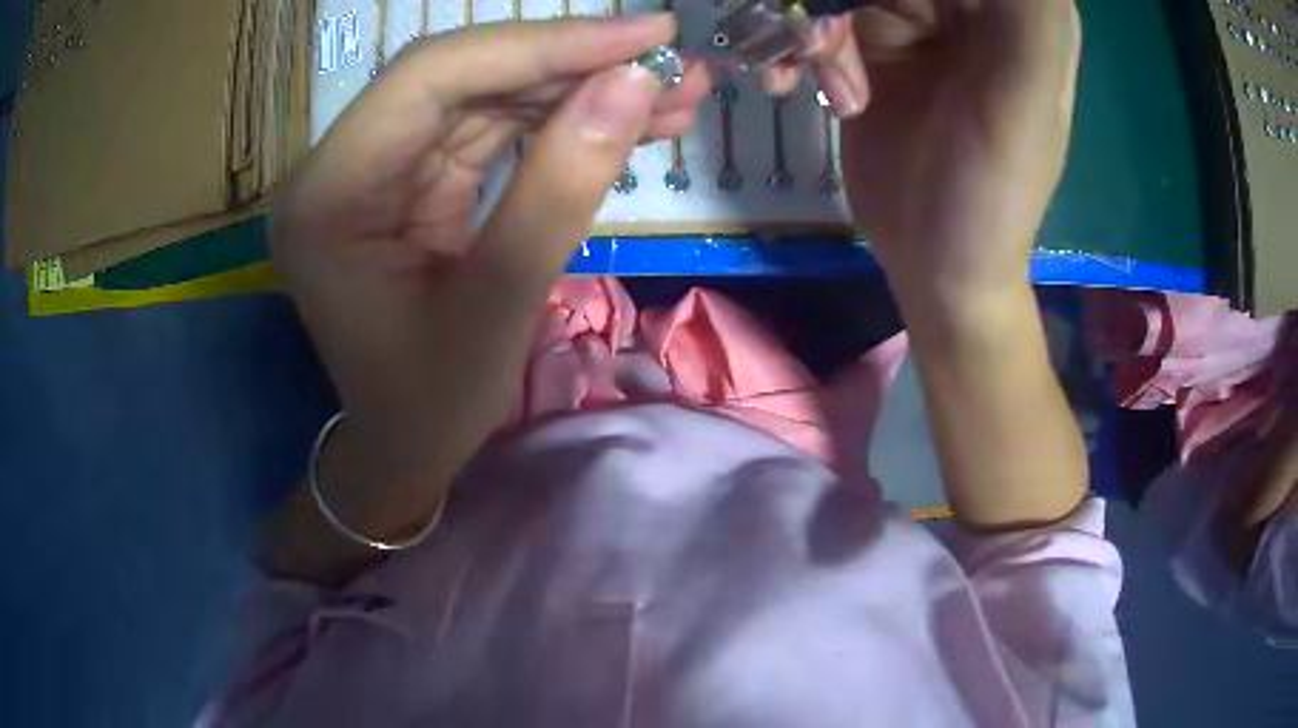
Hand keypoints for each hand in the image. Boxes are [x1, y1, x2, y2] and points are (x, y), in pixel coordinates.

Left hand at [266, 17, 708, 580]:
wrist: (403, 447)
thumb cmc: (432, 404)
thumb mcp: (499, 308)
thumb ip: (560, 189)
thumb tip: (633, 85)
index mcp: (328, 197)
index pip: (432, 78)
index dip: (542, 44)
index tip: (645, 37)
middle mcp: (340, 165)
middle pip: (460, 75)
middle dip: (570, 62)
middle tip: (669, 60)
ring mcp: (375, 167)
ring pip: (485, 94)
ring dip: (578, 87)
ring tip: (671, 92)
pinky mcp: (411, 178)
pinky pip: (491, 127)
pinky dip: (561, 119)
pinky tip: (627, 118)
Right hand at [804, 1, 1088, 528]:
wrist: (936, 266)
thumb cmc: (990, 197)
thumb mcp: (1021, 102)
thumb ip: (1029, 20)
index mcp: (1015, 9)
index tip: (876, 11)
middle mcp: (968, 5)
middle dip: (840, 3)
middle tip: (822, 48)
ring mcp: (916, 20)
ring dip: (810, 24)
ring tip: (817, 82)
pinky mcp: (871, 45)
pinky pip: (818, 16)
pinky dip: (794, 43)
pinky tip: (788, 81)